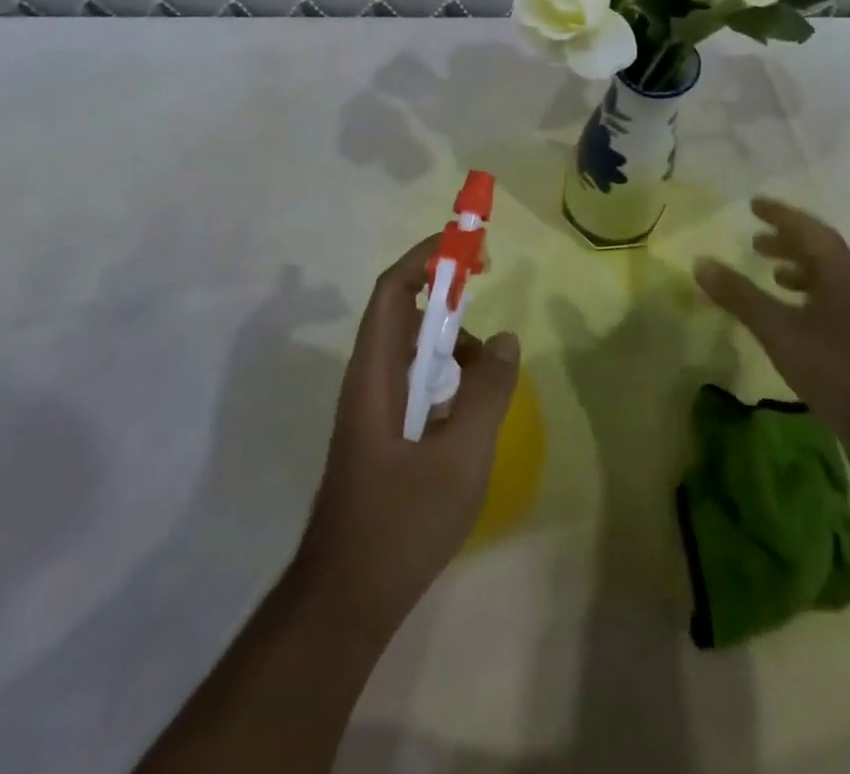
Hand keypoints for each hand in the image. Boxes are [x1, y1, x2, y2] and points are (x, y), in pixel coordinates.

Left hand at [296, 235, 519, 634]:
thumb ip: (487, 393)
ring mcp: (372, 410)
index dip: (426, 258)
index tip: (468, 249)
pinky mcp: (381, 436)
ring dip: (452, 351)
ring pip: (414, 354)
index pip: (393, 290)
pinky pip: (416, 387)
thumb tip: (505, 339)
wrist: (345, 601)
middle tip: (489, 316)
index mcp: (375, 373)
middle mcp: (368, 380)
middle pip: (405, 316)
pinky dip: (447, 383)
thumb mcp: (460, 456)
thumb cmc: (399, 523)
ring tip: (488, 384)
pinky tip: (472, 419)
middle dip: (448, 304)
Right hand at [694, 198, 849, 480]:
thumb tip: (701, 262)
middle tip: (755, 240)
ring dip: (798, 269)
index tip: (754, 204)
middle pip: (820, 250)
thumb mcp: (779, 330)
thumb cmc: (837, 368)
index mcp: (841, 271)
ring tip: (770, 274)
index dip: (780, 214)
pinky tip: (791, 318)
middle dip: (787, 241)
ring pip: (828, 278)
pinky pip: (832, 302)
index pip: (808, 228)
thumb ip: (740, 295)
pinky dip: (807, 297)